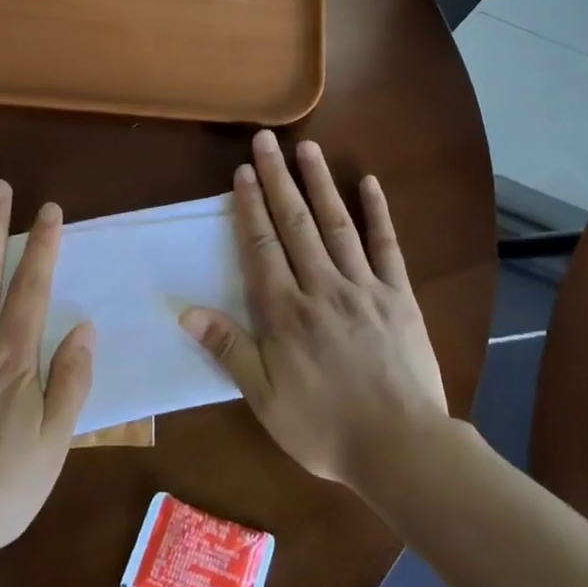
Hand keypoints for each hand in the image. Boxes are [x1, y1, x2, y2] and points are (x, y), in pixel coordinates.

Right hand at [180, 130, 446, 488]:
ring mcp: (363, 286)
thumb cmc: (324, 427)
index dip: (250, 207)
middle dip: (278, 179)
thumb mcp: (265, 399)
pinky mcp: (398, 294)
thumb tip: (186, 311)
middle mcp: (321, 287)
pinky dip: (378, 213)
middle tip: (266, 139)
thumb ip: (229, 350)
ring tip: (307, 147)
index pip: (261, 247)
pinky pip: (386, 246)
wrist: (400, 446)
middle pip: (295, 223)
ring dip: (320, 183)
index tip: (242, 172)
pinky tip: (369, 183)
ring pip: (336, 224)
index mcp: (285, 312)